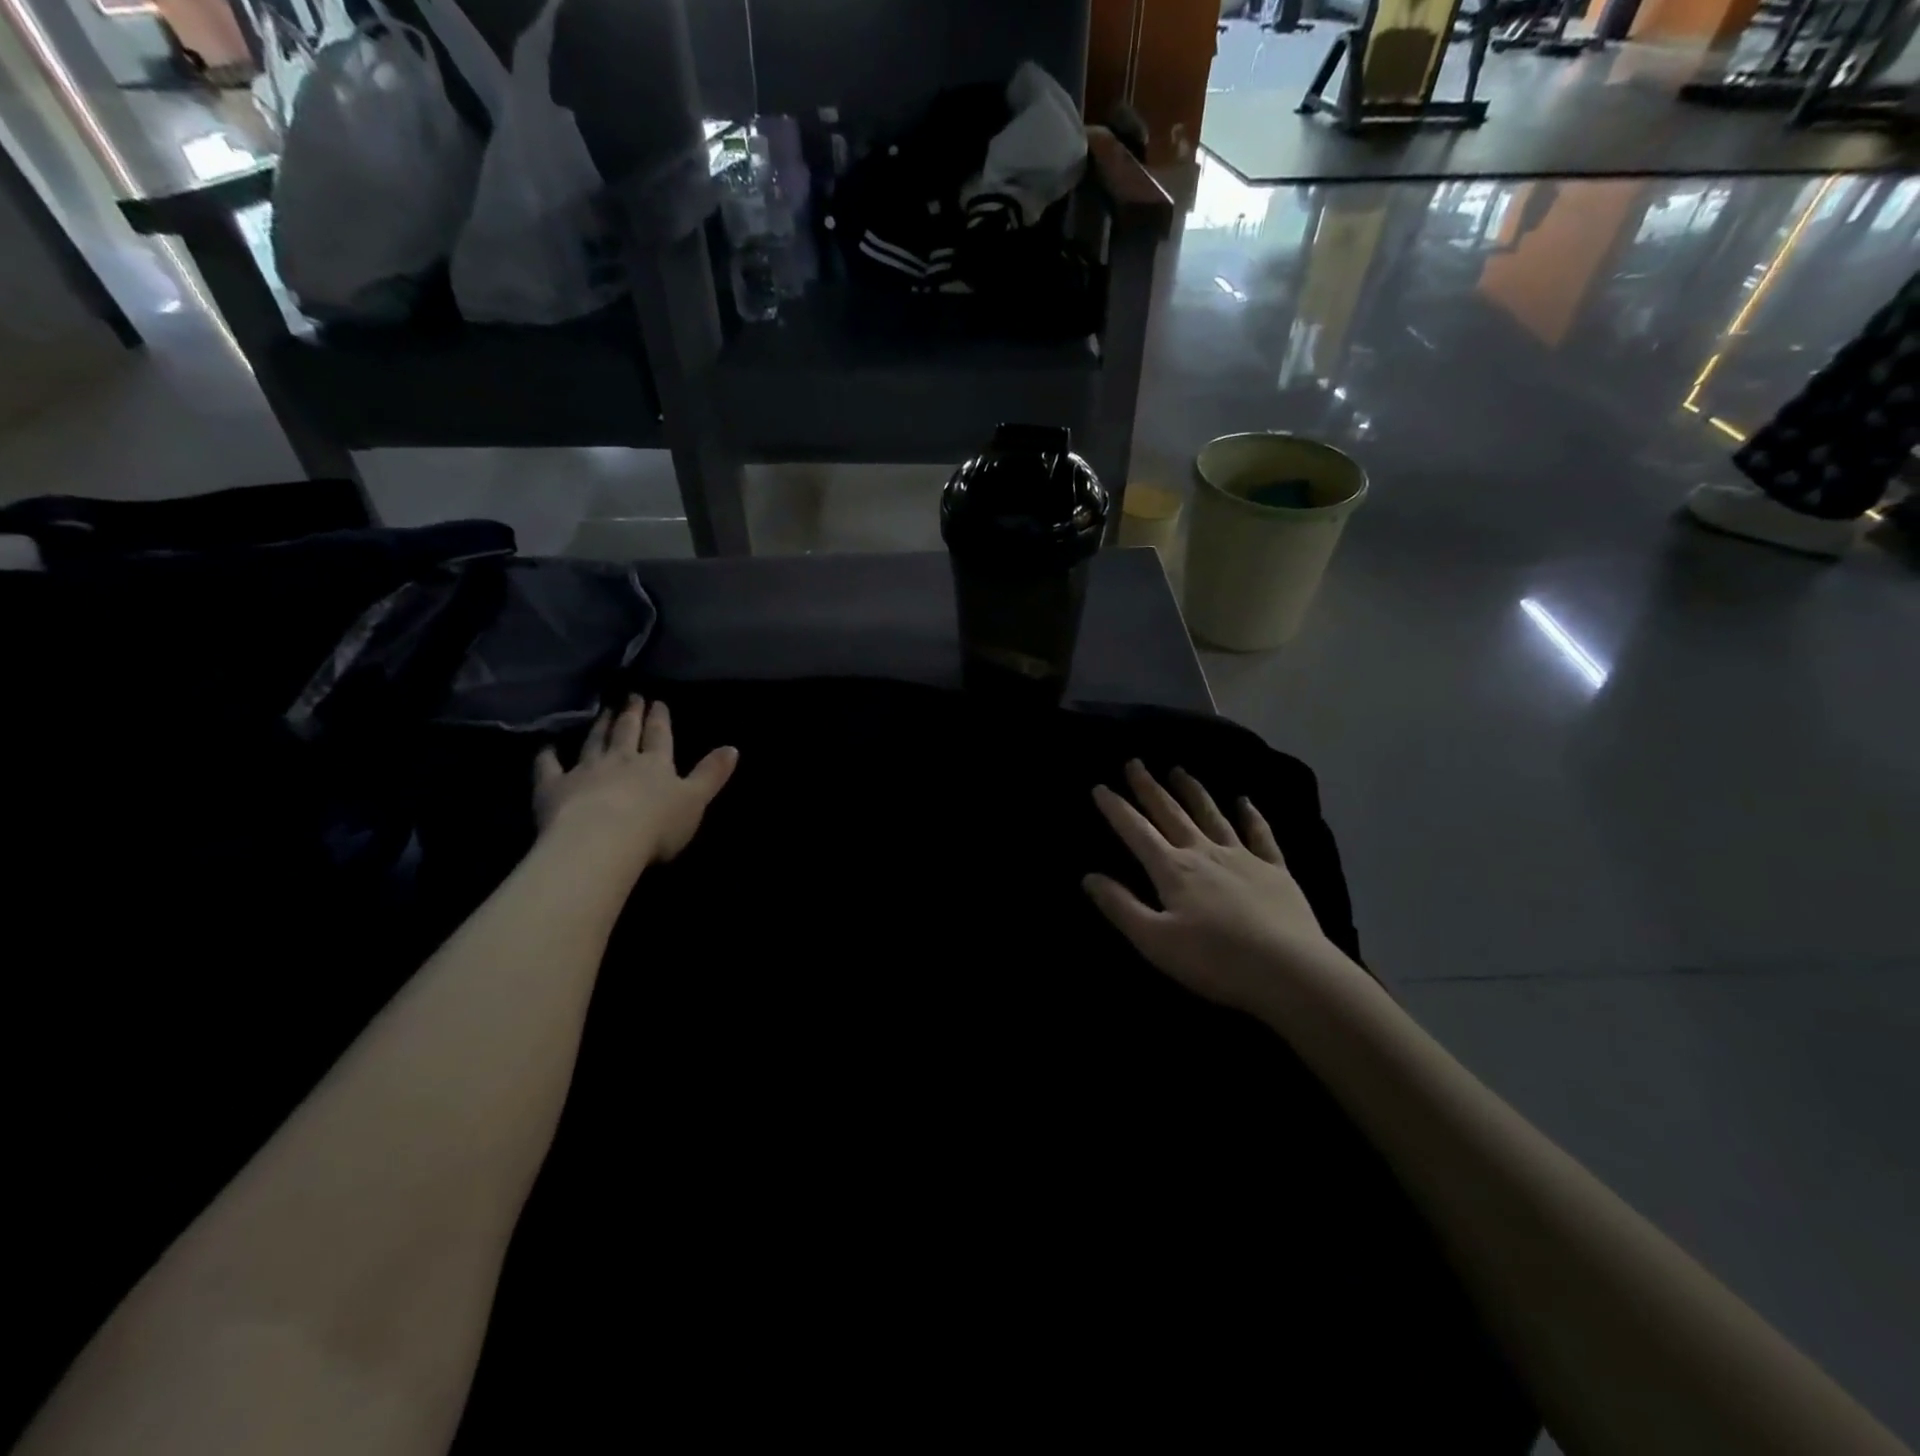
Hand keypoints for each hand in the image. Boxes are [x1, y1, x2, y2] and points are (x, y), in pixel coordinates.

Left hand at [533, 696, 737, 881]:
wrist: (601, 841)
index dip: (659, 719)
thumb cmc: (656, 825)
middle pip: (626, 733)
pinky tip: (546, 746)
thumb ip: (711, 774)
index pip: (659, 737)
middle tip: (631, 696)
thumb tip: (733, 747)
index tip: (657, 702)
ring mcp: (586, 771)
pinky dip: (547, 755)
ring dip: (599, 726)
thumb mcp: (696, 801)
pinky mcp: (555, 787)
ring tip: (603, 711)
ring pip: (593, 742)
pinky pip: (549, 767)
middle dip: (631, 714)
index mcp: (656, 765)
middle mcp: (621, 760)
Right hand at [1084, 761, 1360, 1017]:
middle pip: (1171, 813)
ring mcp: (1242, 857)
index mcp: (1173, 870)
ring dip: (1192, 791)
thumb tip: (1089, 877)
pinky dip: (1251, 815)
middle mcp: (1204, 853)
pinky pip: (1260, 834)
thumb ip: (1121, 907)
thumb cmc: (1215, 960)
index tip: (1100, 786)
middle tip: (1135, 762)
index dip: (1116, 809)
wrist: (1290, 971)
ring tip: (1178, 770)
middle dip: (1150, 788)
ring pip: (1211, 815)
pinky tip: (1244, 800)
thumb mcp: (1155, 941)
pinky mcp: (1275, 870)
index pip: (1136, 832)